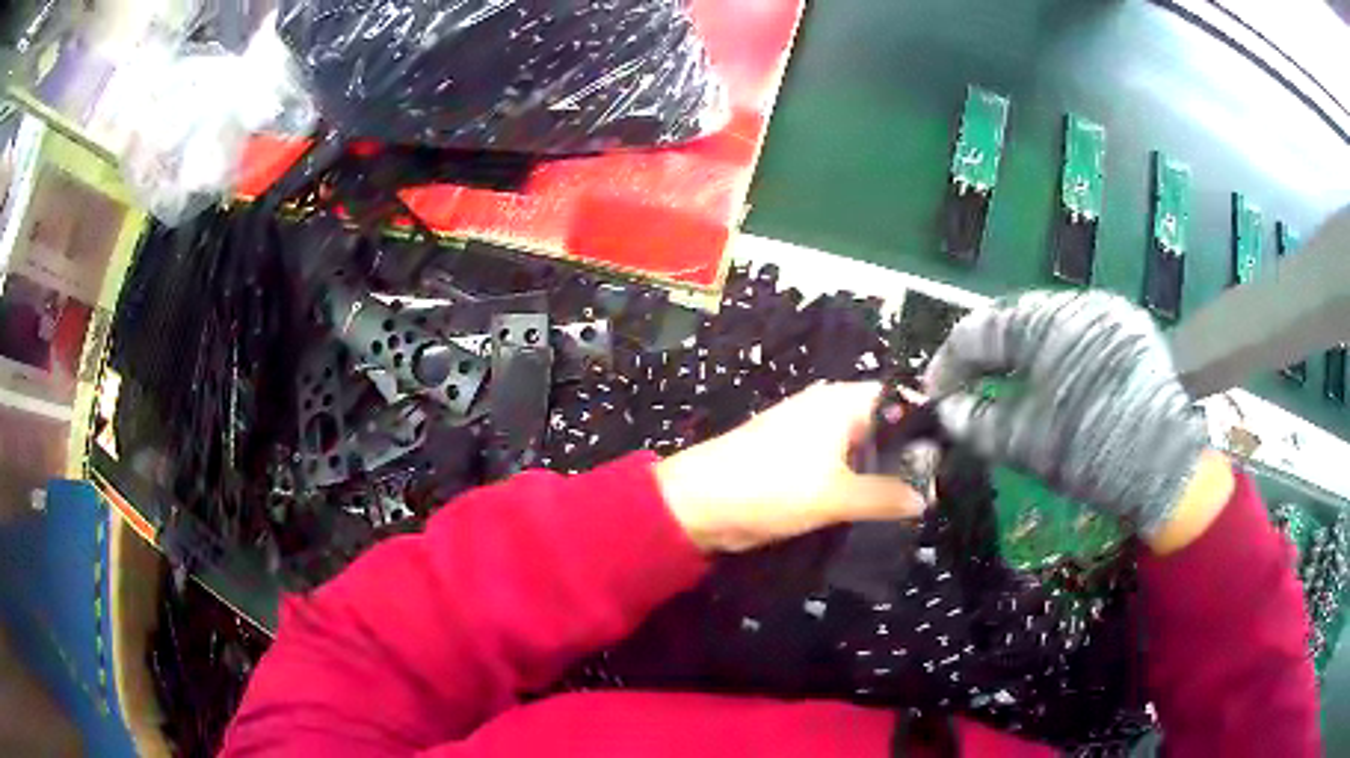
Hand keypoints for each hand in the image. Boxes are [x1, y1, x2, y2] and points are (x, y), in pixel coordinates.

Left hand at [655, 382, 926, 552]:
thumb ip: (884, 496)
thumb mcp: (835, 496)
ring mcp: (811, 436)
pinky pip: (841, 466)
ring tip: (917, 498)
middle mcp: (829, 410)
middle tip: (939, 483)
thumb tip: (925, 499)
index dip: (923, 419)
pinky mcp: (797, 462)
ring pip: (862, 448)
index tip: (951, 450)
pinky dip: (859, 481)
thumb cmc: (770, 488)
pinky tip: (878, 505)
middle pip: (882, 424)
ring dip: (883, 471)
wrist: (699, 505)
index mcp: (841, 402)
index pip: (896, 397)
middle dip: (907, 451)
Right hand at [924, 290, 1217, 542]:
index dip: (951, 361)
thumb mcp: (1025, 443)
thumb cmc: (1091, 454)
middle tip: (968, 386)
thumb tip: (947, 410)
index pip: (981, 328)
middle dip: (987, 353)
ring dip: (1022, 350)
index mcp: (1047, 323)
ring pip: (1049, 321)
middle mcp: (1077, 302)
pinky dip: (1058, 350)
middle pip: (1015, 319)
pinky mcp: (1130, 328)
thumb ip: (976, 422)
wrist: (1165, 468)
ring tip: (1006, 382)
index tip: (935, 391)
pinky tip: (1053, 376)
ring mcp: (1108, 310)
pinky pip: (1080, 330)